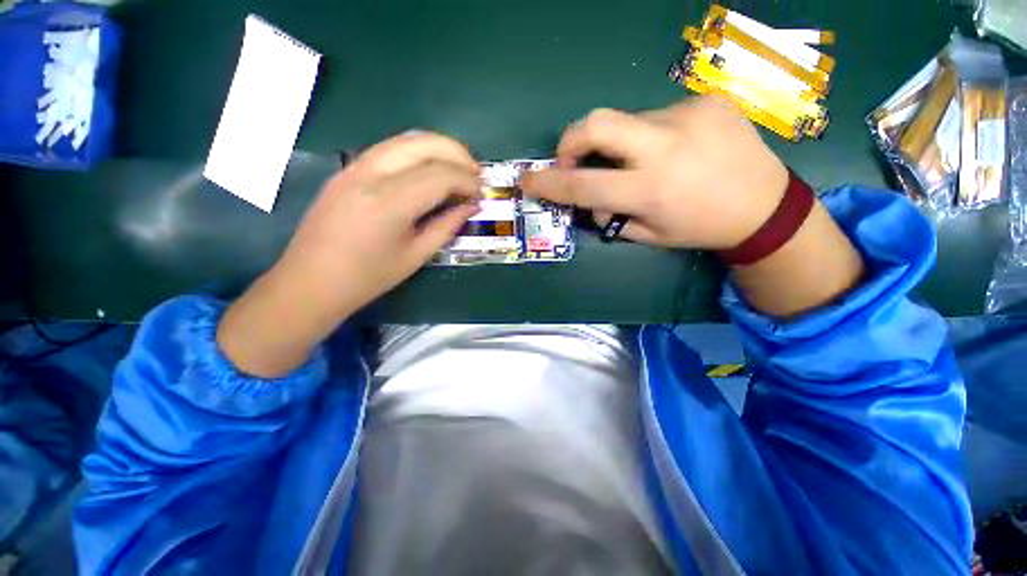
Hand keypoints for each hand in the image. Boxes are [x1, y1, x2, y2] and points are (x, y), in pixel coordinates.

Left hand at [217, 131, 482, 376]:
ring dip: (438, 148)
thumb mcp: (416, 256)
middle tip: (476, 174)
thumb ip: (447, 226)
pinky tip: (430, 169)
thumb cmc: (368, 278)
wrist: (310, 281)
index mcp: (390, 202)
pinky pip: (389, 148)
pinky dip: (417, 152)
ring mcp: (354, 167)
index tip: (481, 194)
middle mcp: (371, 174)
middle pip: (424, 144)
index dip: (467, 181)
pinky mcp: (347, 169)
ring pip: (405, 139)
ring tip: (458, 168)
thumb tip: (472, 206)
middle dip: (457, 154)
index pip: (440, 174)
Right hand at [520, 96, 788, 249]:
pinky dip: (649, 135)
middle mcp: (665, 147)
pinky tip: (675, 149)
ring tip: (641, 162)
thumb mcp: (649, 235)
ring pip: (626, 122)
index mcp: (650, 191)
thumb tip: (590, 200)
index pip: (583, 185)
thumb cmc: (700, 228)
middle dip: (570, 141)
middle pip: (596, 124)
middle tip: (572, 159)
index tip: (528, 181)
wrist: (766, 205)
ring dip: (619, 144)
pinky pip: (655, 116)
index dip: (548, 183)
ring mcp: (687, 116)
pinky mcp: (705, 100)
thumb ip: (612, 217)